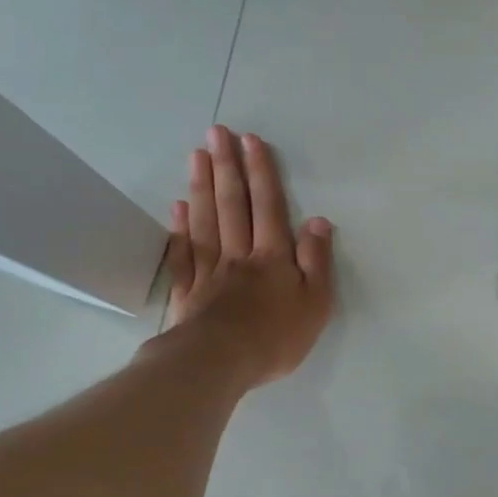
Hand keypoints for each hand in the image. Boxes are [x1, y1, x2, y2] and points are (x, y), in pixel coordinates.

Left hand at [164, 125, 334, 387]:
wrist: (220, 363)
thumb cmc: (275, 337)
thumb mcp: (315, 303)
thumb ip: (317, 261)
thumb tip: (319, 221)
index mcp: (272, 257)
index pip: (268, 206)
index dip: (261, 173)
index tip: (250, 141)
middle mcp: (239, 255)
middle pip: (232, 205)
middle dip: (227, 166)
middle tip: (216, 132)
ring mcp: (210, 271)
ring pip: (205, 221)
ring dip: (202, 186)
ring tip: (197, 155)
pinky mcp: (188, 292)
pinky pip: (183, 254)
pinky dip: (180, 228)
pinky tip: (178, 207)